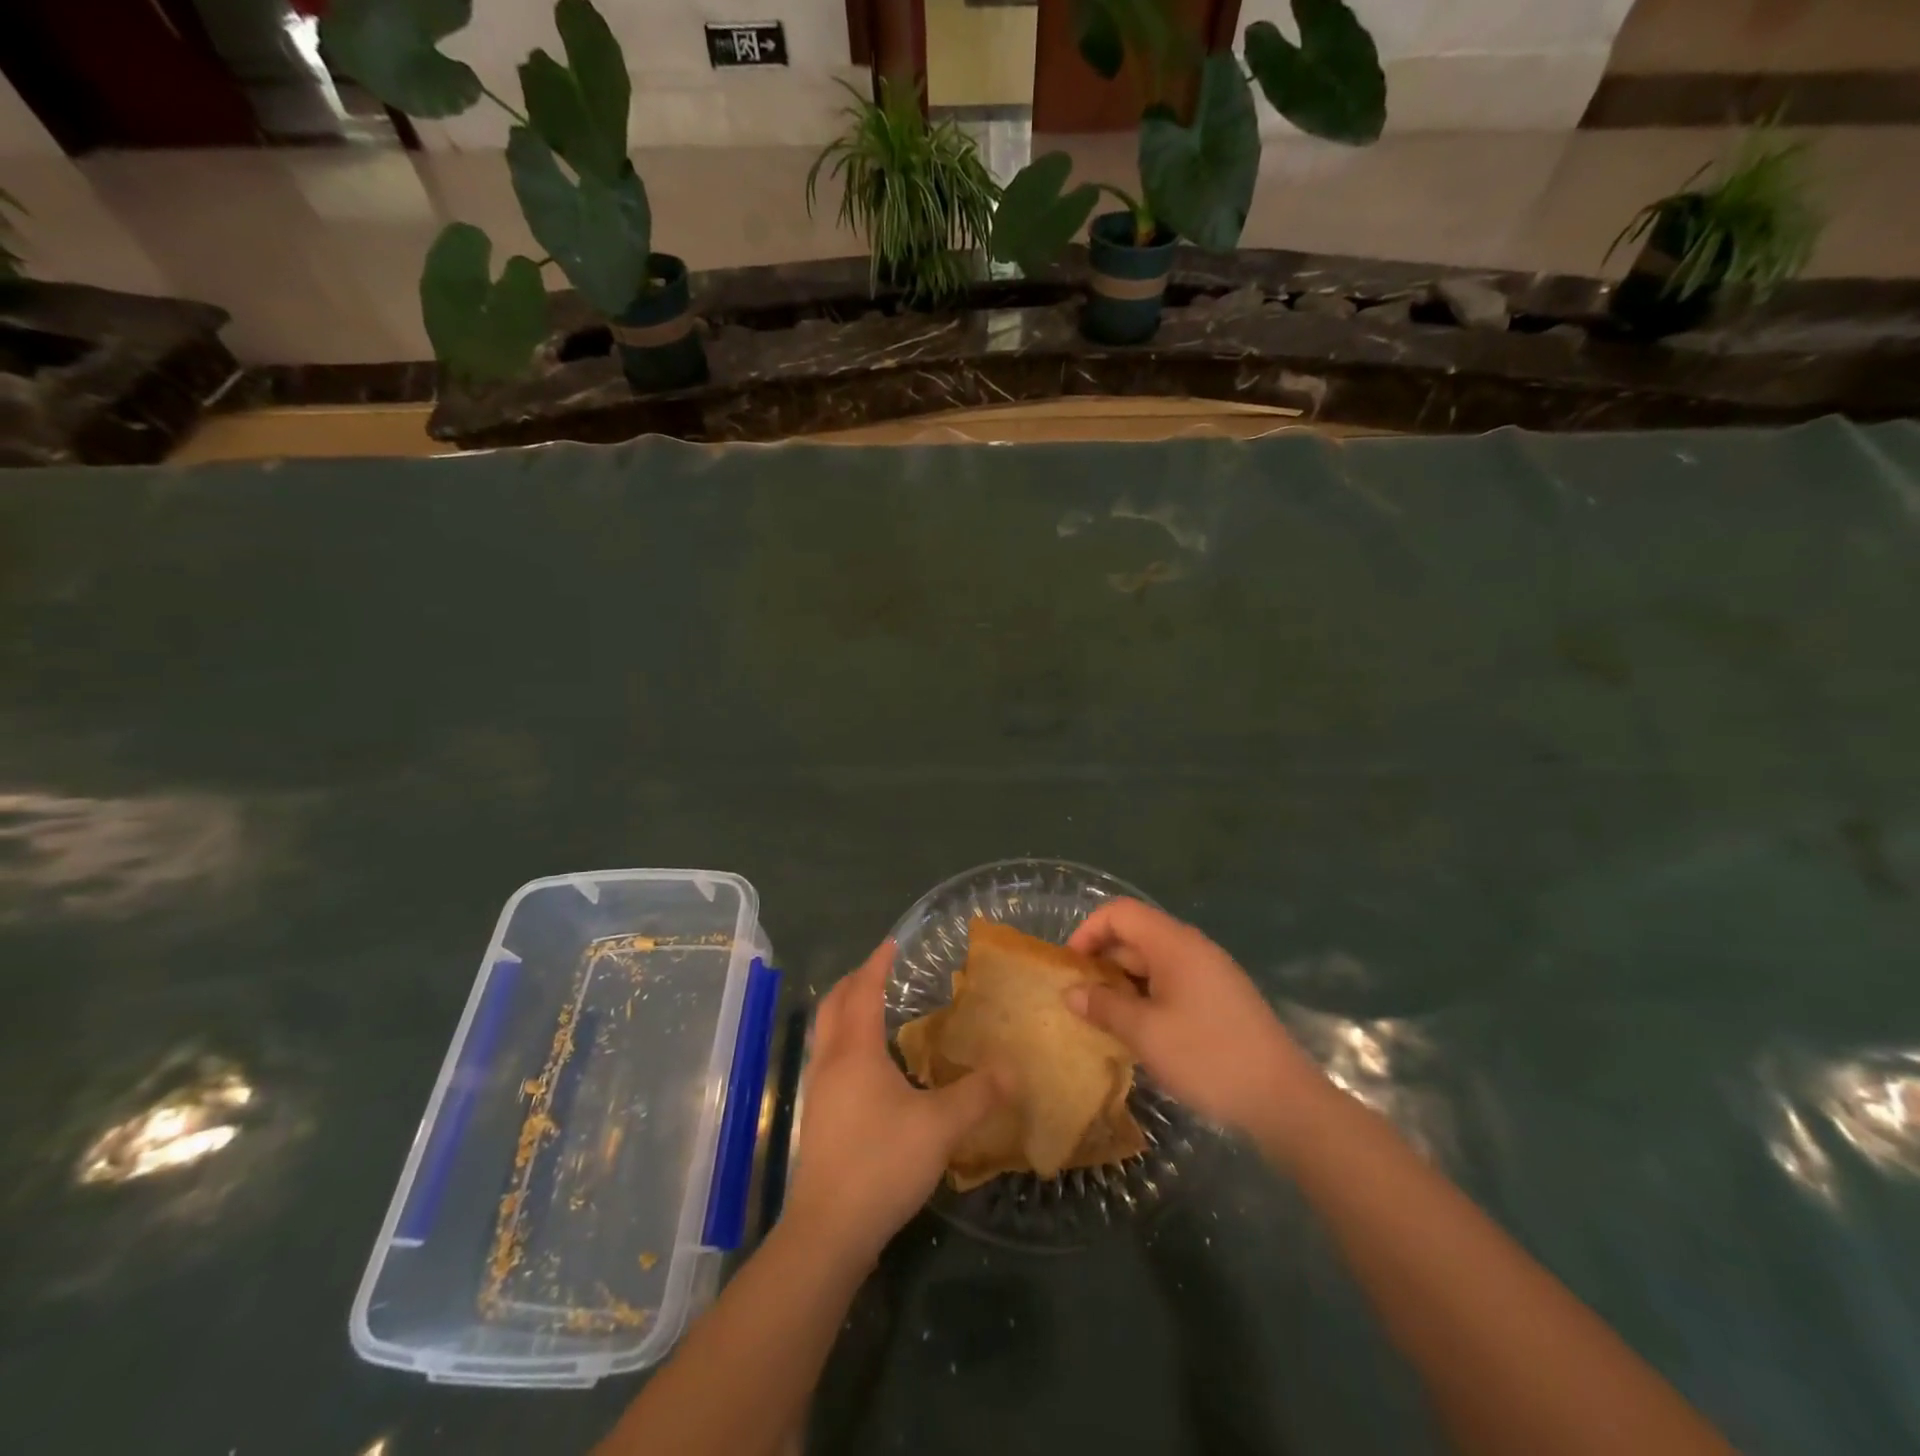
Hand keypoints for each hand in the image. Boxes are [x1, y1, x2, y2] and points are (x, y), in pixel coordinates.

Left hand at [784, 941, 1003, 1268]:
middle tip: (880, 970)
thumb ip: (978, 1094)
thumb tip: (1012, 1069)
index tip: (891, 943)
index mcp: (856, 1051)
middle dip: (855, 981)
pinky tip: (871, 1066)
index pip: (863, 992)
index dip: (877, 965)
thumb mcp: (940, 1126)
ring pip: (827, 1033)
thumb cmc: (882, 1163)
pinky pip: (830, 1059)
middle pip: (834, 1005)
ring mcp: (819, 1092)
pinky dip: (847, 1041)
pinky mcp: (819, 1119)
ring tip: (876, 1010)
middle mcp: (831, 1062)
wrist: (828, 1231)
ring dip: (847, 1011)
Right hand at [1065, 899, 1323, 1138]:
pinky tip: (1139, 1032)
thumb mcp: (1146, 1034)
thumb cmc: (1208, 1057)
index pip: (1119, 913)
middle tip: (1080, 1000)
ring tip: (1103, 1019)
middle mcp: (1192, 948)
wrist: (1285, 1101)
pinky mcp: (1219, 998)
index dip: (1087, 931)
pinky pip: (1171, 983)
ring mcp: (1209, 973)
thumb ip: (1104, 1007)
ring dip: (1123, 984)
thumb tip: (1071, 992)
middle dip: (1102, 962)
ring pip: (1153, 963)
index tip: (1070, 968)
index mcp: (1174, 943)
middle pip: (1135, 935)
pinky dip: (1147, 997)